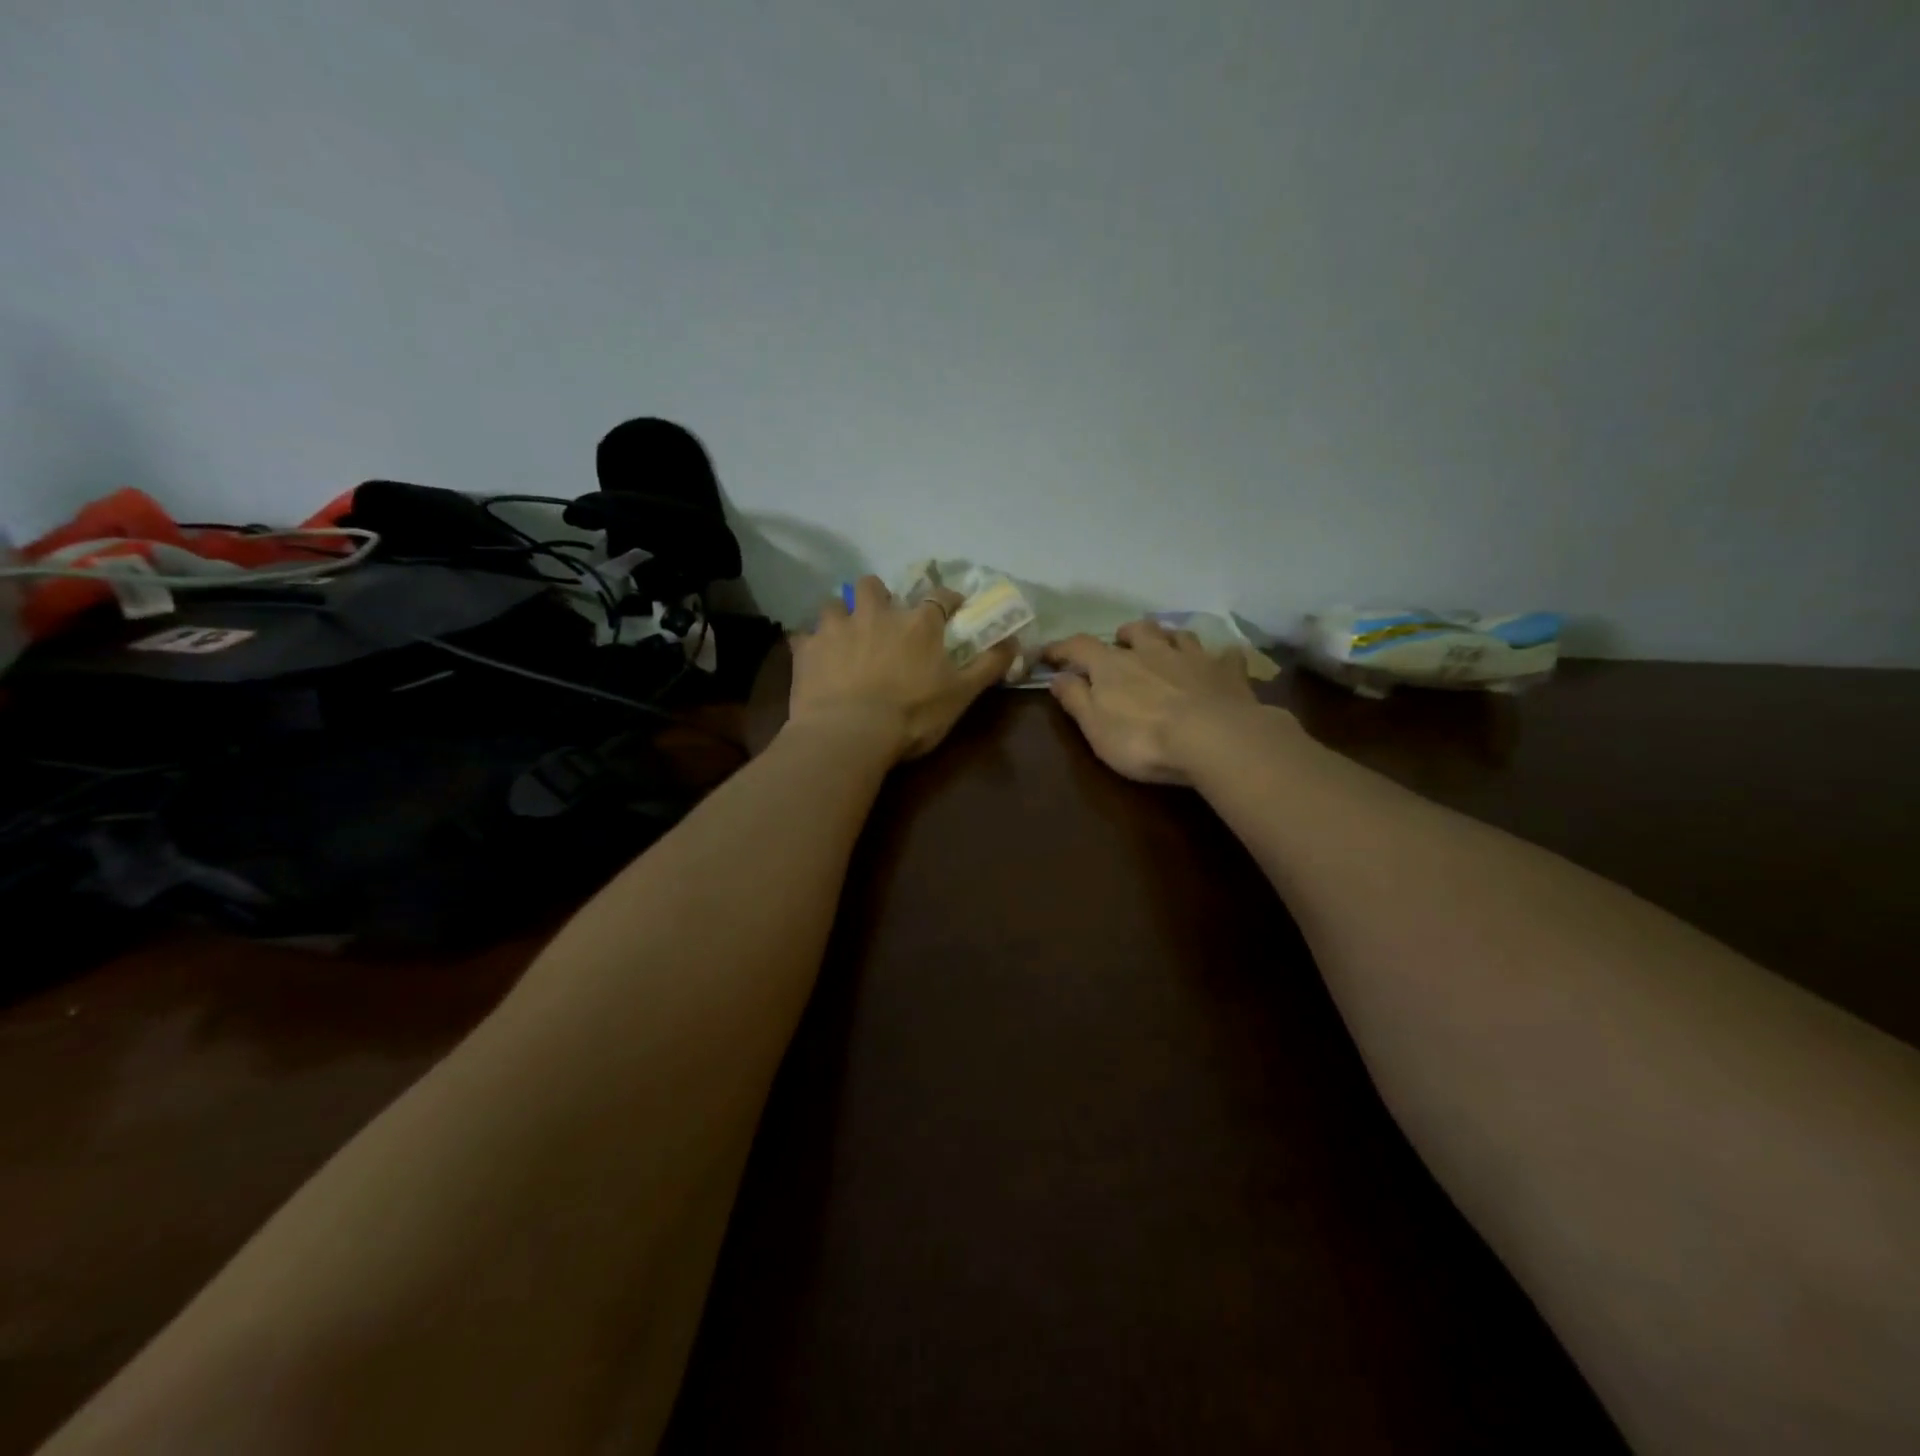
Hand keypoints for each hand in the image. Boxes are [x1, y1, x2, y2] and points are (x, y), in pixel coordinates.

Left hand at [788, 576, 1017, 762]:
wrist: (850, 734)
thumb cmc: (913, 715)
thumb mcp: (961, 694)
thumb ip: (988, 665)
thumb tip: (1015, 643)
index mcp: (918, 622)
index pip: (939, 596)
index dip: (948, 600)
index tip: (953, 608)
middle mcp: (876, 613)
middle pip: (874, 586)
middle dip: (879, 596)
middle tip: (882, 619)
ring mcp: (836, 627)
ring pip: (834, 604)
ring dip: (841, 615)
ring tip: (844, 636)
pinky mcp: (807, 649)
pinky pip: (804, 637)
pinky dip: (811, 646)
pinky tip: (815, 660)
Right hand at [1042, 620, 1277, 783]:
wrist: (1213, 738)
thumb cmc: (1143, 738)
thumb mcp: (1095, 727)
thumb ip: (1075, 699)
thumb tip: (1057, 676)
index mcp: (1113, 665)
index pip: (1079, 646)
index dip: (1062, 648)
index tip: (1048, 654)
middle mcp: (1152, 651)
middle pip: (1137, 630)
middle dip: (1125, 635)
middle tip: (1120, 645)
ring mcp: (1192, 657)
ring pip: (1178, 635)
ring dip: (1168, 638)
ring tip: (1165, 648)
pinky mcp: (1227, 672)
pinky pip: (1225, 655)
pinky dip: (1218, 658)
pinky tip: (1220, 664)